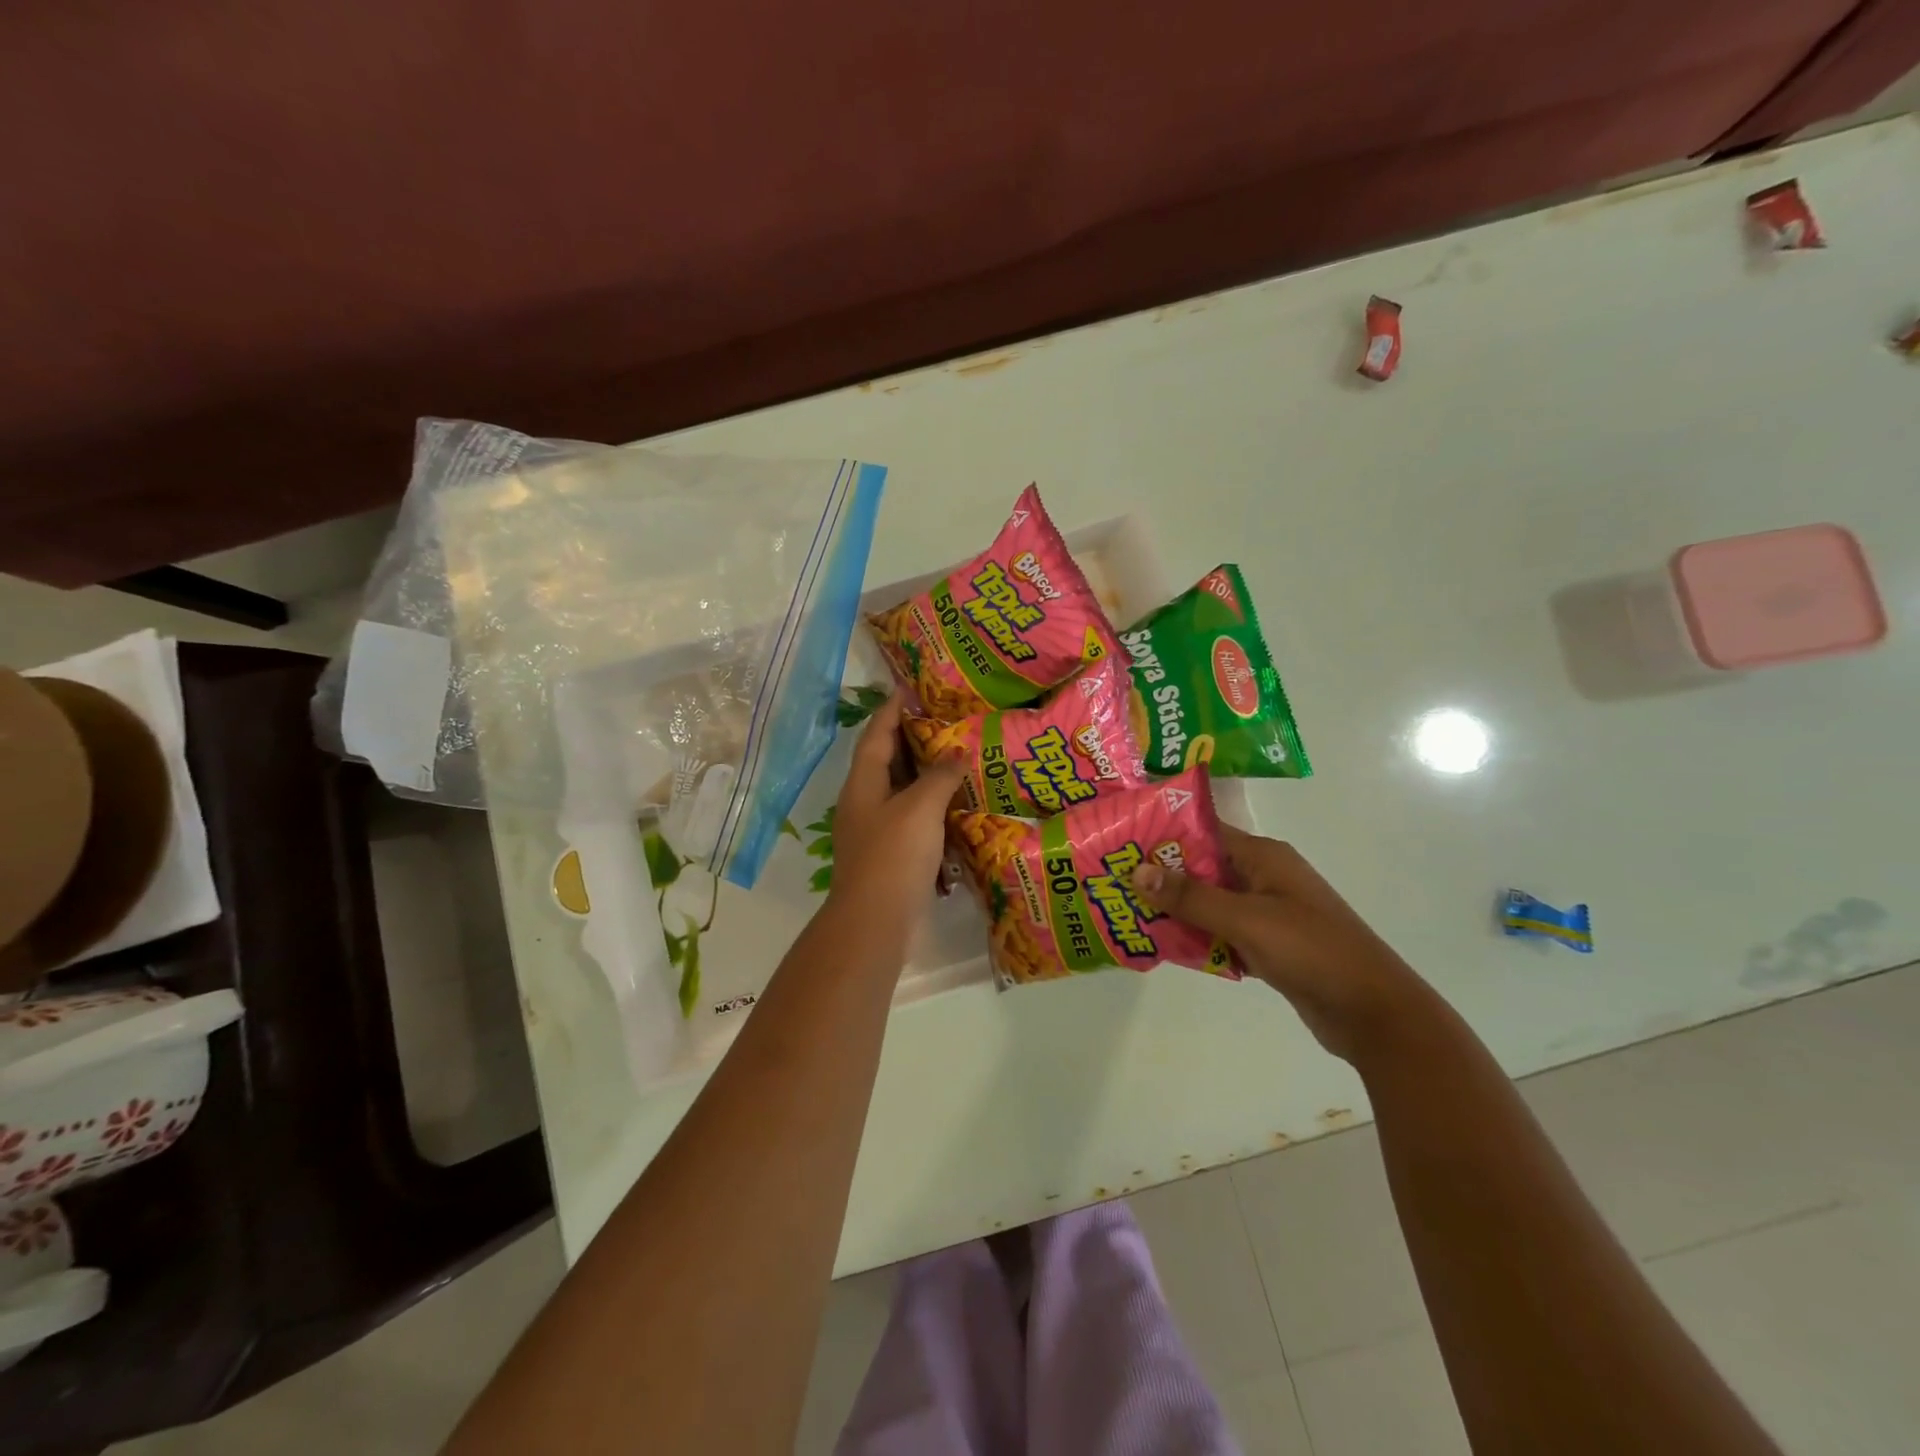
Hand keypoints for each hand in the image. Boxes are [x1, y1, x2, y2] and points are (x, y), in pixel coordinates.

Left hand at [827, 696, 966, 941]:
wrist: (875, 923)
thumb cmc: (893, 856)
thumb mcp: (919, 808)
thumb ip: (940, 777)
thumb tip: (958, 753)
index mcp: (863, 784)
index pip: (876, 734)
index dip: (892, 709)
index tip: (911, 688)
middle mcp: (865, 802)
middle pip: (887, 760)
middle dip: (913, 739)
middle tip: (946, 719)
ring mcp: (876, 831)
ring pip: (902, 791)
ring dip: (926, 775)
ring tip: (958, 756)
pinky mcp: (891, 855)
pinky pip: (913, 819)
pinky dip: (932, 808)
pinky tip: (958, 806)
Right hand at [1130, 826, 1427, 1061]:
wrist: (1373, 1012)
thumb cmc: (1311, 950)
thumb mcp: (1246, 918)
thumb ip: (1191, 896)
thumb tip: (1137, 871)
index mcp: (1264, 856)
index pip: (1204, 830)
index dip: (1164, 831)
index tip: (1122, 837)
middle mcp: (1264, 876)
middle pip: (1202, 866)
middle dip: (1162, 874)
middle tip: (1114, 879)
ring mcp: (1267, 911)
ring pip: (1209, 901)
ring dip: (1176, 908)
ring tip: (1127, 911)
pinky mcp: (1268, 944)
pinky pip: (1221, 931)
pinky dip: (1197, 935)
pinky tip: (1164, 944)